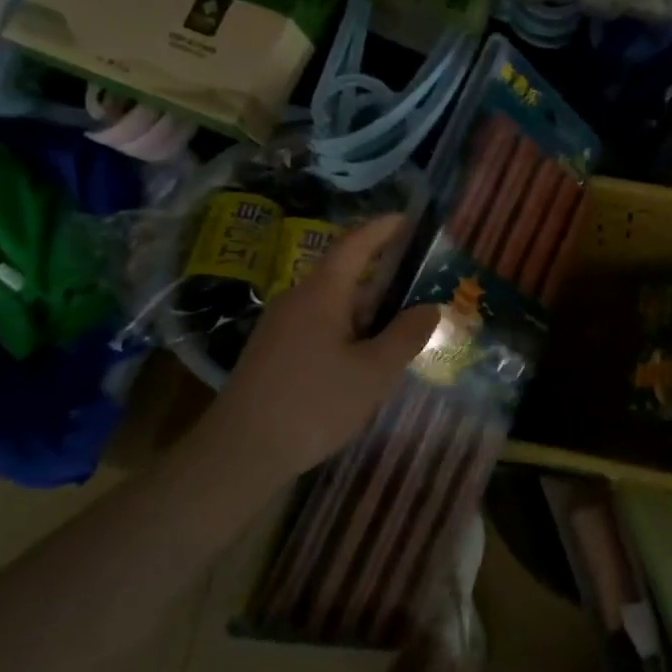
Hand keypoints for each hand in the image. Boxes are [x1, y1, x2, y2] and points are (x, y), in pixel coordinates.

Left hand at [192, 215, 438, 486]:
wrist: (240, 452)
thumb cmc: (313, 404)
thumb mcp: (373, 373)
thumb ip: (405, 336)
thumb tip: (431, 307)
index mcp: (322, 292)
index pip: (355, 243)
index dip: (382, 228)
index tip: (407, 219)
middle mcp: (297, 298)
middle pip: (344, 272)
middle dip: (382, 273)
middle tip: (418, 281)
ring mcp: (281, 325)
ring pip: (332, 302)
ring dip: (366, 307)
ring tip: (399, 323)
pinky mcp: (273, 351)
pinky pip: (318, 324)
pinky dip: (348, 326)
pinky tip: (363, 355)